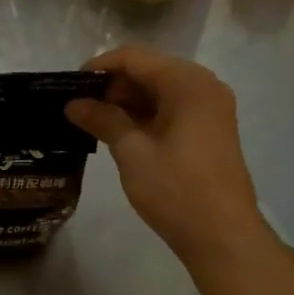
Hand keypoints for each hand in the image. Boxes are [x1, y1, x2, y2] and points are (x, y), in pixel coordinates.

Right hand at [65, 46, 271, 266]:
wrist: (223, 237)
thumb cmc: (176, 190)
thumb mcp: (132, 152)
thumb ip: (103, 119)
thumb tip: (73, 104)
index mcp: (188, 83)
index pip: (134, 58)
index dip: (99, 67)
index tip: (70, 87)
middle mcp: (203, 86)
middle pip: (149, 70)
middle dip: (113, 86)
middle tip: (79, 108)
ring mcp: (210, 109)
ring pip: (159, 91)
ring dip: (127, 102)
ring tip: (93, 122)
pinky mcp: (210, 130)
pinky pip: (172, 109)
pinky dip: (145, 116)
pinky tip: (120, 133)